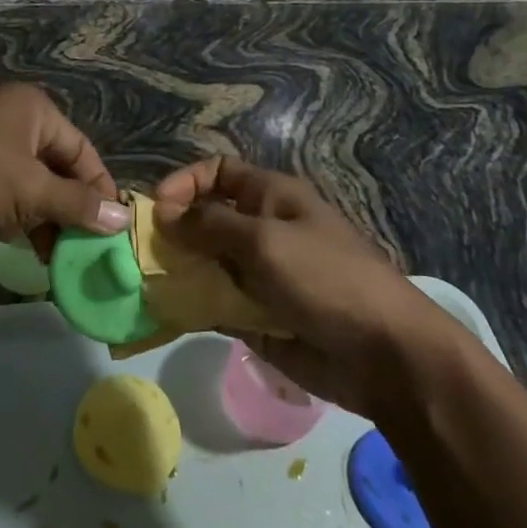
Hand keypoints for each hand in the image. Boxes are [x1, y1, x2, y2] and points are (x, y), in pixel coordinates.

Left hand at [0, 85, 128, 257]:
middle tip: (83, 249)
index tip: (112, 229)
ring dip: (43, 217)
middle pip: (56, 167)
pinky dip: (15, 215)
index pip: (83, 151)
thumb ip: (76, 204)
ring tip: (56, 257)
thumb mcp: (30, 190)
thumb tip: (123, 217)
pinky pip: (3, 190)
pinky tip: (22, 245)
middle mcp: (15, 119)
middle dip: (70, 209)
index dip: (99, 189)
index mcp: (37, 112)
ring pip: (29, 183)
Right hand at [154, 157, 461, 416]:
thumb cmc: (326, 279)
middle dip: (173, 231)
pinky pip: (216, 303)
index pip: (218, 172)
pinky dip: (193, 306)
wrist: (385, 355)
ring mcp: (260, 274)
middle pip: (207, 218)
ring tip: (147, 285)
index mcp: (271, 197)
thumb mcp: (265, 240)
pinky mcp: (258, 316)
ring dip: (179, 270)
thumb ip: (210, 225)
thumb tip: (165, 212)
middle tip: (141, 253)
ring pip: (207, 263)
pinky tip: (167, 314)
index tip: (157, 209)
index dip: (185, 183)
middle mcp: (263, 229)